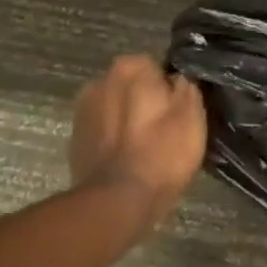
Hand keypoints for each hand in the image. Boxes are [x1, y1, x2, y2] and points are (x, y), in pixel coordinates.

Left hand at [69, 57, 207, 226]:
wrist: (118, 201)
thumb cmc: (162, 152)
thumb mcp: (192, 114)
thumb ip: (186, 86)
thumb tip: (177, 80)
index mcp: (129, 68)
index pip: (154, 66)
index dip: (169, 88)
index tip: (178, 111)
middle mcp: (98, 81)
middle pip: (131, 87)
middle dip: (144, 101)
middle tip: (165, 129)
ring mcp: (81, 113)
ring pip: (115, 109)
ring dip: (127, 121)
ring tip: (146, 148)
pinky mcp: (74, 142)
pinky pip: (102, 133)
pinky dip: (113, 142)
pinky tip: (128, 161)